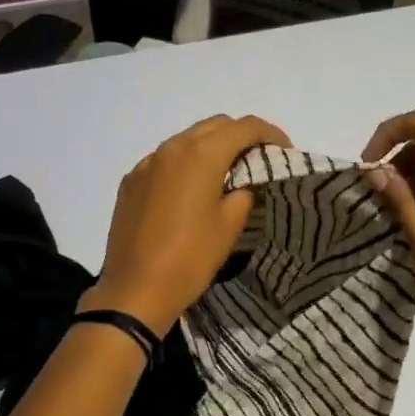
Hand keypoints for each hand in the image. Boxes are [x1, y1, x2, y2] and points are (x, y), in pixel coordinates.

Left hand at [80, 115, 292, 336]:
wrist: (135, 290)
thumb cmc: (190, 258)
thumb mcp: (229, 226)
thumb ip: (243, 193)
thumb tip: (240, 184)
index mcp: (200, 155)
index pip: (243, 127)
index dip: (269, 133)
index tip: (284, 149)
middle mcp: (170, 149)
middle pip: (213, 126)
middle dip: (239, 135)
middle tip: (257, 158)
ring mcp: (145, 164)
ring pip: (185, 140)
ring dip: (210, 147)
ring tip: (226, 172)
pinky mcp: (130, 182)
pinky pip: (164, 161)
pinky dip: (184, 164)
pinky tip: (190, 189)